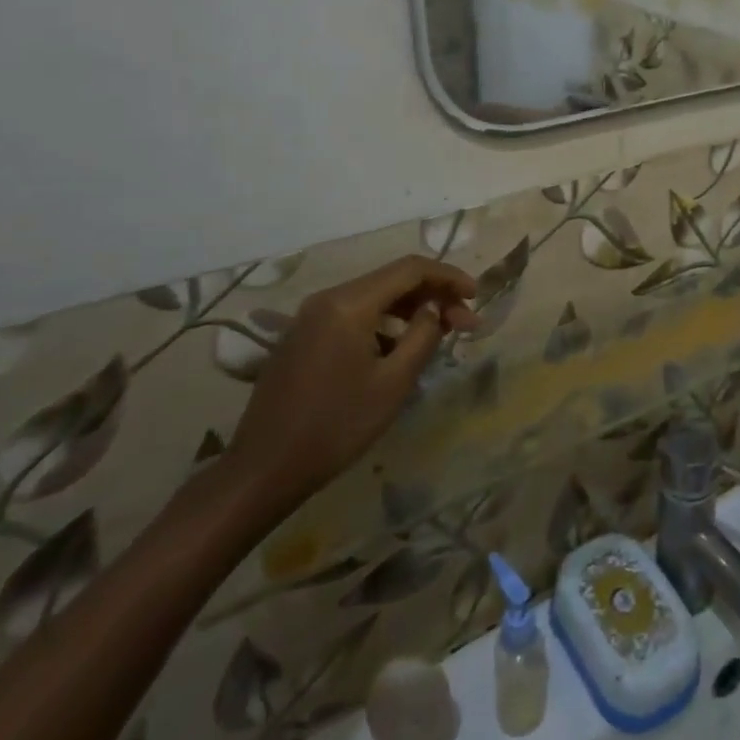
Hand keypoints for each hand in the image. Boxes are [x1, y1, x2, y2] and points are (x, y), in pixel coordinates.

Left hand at [227, 257, 477, 509]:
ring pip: (373, 297)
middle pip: (392, 280)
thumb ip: (423, 335)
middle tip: (464, 324)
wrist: (263, 470)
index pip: (411, 269)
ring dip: (410, 310)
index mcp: (349, 304)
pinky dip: (384, 323)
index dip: (449, 277)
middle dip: (433, 295)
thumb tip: (434, 309)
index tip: (476, 297)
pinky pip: (353, 315)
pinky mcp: (302, 337)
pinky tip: (399, 350)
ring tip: (438, 336)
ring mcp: (310, 317)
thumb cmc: (336, 426)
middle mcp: (327, 299)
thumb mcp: (394, 382)